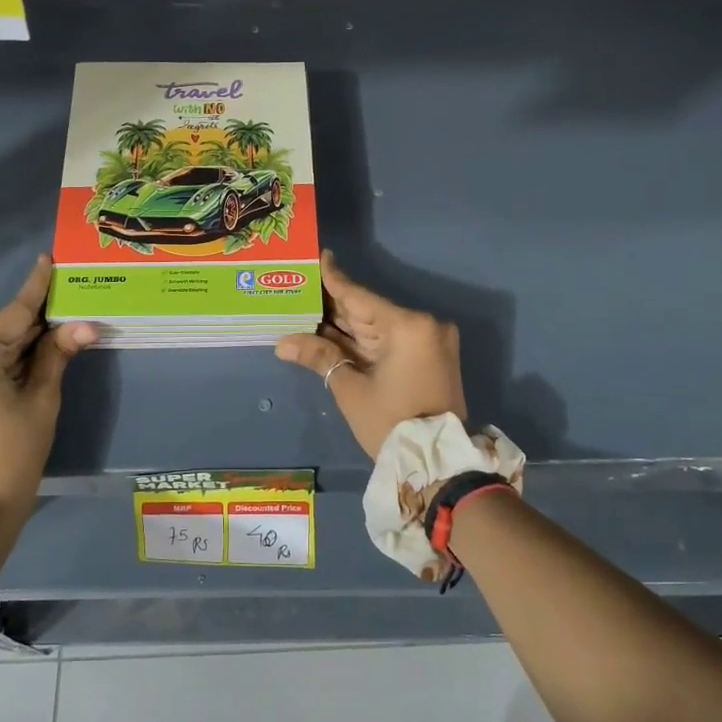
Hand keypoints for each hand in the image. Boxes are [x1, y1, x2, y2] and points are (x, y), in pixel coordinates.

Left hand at [0, 255, 96, 519]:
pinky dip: (7, 361)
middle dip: (36, 322)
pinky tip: (35, 355)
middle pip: (1, 331)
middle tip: (69, 300)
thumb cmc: (15, 452)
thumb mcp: (42, 400)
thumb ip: (58, 354)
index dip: (36, 288)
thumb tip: (85, 324)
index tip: (47, 259)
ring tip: (60, 327)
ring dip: (23, 344)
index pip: (13, 314)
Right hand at [275, 251, 466, 458]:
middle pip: (368, 310)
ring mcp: (429, 341)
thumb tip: (283, 342)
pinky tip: (332, 332)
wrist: (438, 465)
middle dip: (333, 305)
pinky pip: (389, 340)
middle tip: (300, 287)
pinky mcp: (429, 357)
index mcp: (408, 326)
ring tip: (308, 309)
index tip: (319, 256)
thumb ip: (320, 356)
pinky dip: (362, 339)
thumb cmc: (392, 422)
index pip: (359, 296)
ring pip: (377, 326)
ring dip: (345, 324)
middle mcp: (423, 325)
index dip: (334, 278)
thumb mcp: (351, 388)